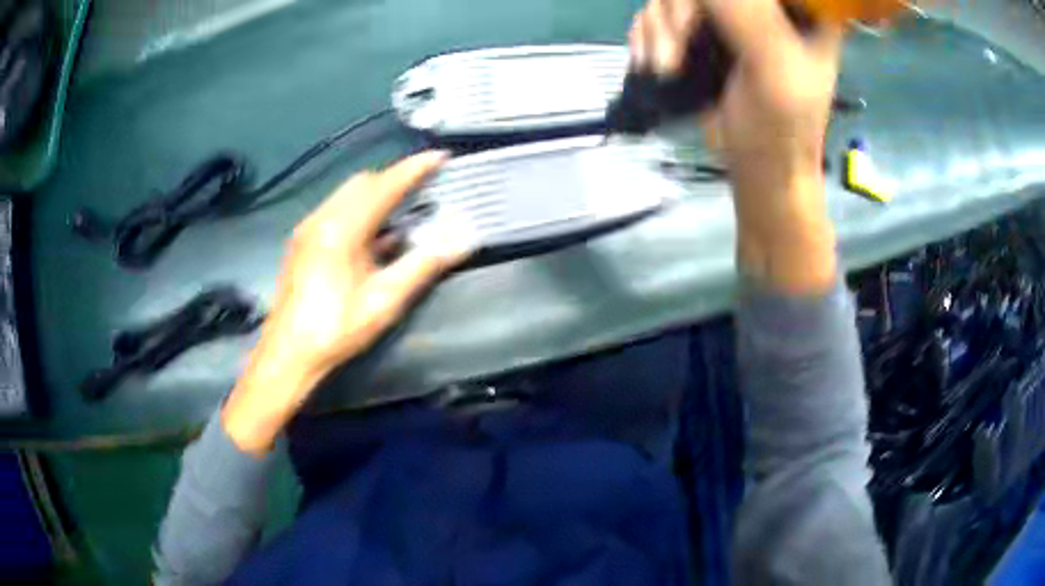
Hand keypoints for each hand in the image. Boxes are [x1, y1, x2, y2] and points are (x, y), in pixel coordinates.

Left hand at [223, 151, 471, 455]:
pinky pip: (336, 210)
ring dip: (377, 195)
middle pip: (363, 182)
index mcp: (341, 229)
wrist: (289, 353)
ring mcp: (309, 228)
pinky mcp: (303, 240)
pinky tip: (374, 235)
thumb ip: (423, 265)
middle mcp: (321, 218)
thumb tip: (463, 239)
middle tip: (424, 188)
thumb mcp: (384, 301)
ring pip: (347, 194)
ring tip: (404, 209)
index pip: (384, 185)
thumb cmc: (336, 329)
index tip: (441, 157)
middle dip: (394, 179)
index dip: (414, 169)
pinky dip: (360, 210)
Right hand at [630, 0, 843, 293]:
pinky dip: (647, 35)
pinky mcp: (704, 32)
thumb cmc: (781, 131)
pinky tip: (655, 62)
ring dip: (658, 29)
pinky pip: (659, 13)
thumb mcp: (775, 69)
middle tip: (675, 54)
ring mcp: (731, 16)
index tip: (704, 21)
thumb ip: (747, 16)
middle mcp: (764, 6)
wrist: (761, 171)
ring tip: (665, 68)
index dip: (719, 2)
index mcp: (800, 8)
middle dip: (678, 13)